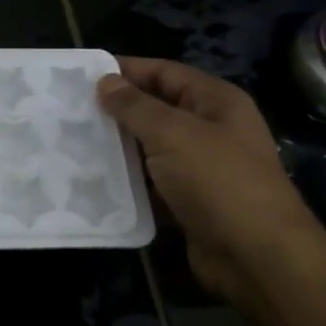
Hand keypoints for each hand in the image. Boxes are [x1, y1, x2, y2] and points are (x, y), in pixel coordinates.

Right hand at [98, 57, 325, 307]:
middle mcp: (211, 129)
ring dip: (118, 147)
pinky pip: (151, 182)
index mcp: (216, 102)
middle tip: (69, 110)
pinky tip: (94, 179)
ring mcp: (201, 168)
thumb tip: (106, 81)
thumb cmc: (218, 181)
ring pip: (151, 148)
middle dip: (116, 110)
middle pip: (156, 109)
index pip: (165, 72)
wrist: (256, 255)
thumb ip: (135, 106)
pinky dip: (127, 181)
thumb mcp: (173, 134)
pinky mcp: (189, 201)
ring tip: (73, 142)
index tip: (82, 74)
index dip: (126, 70)